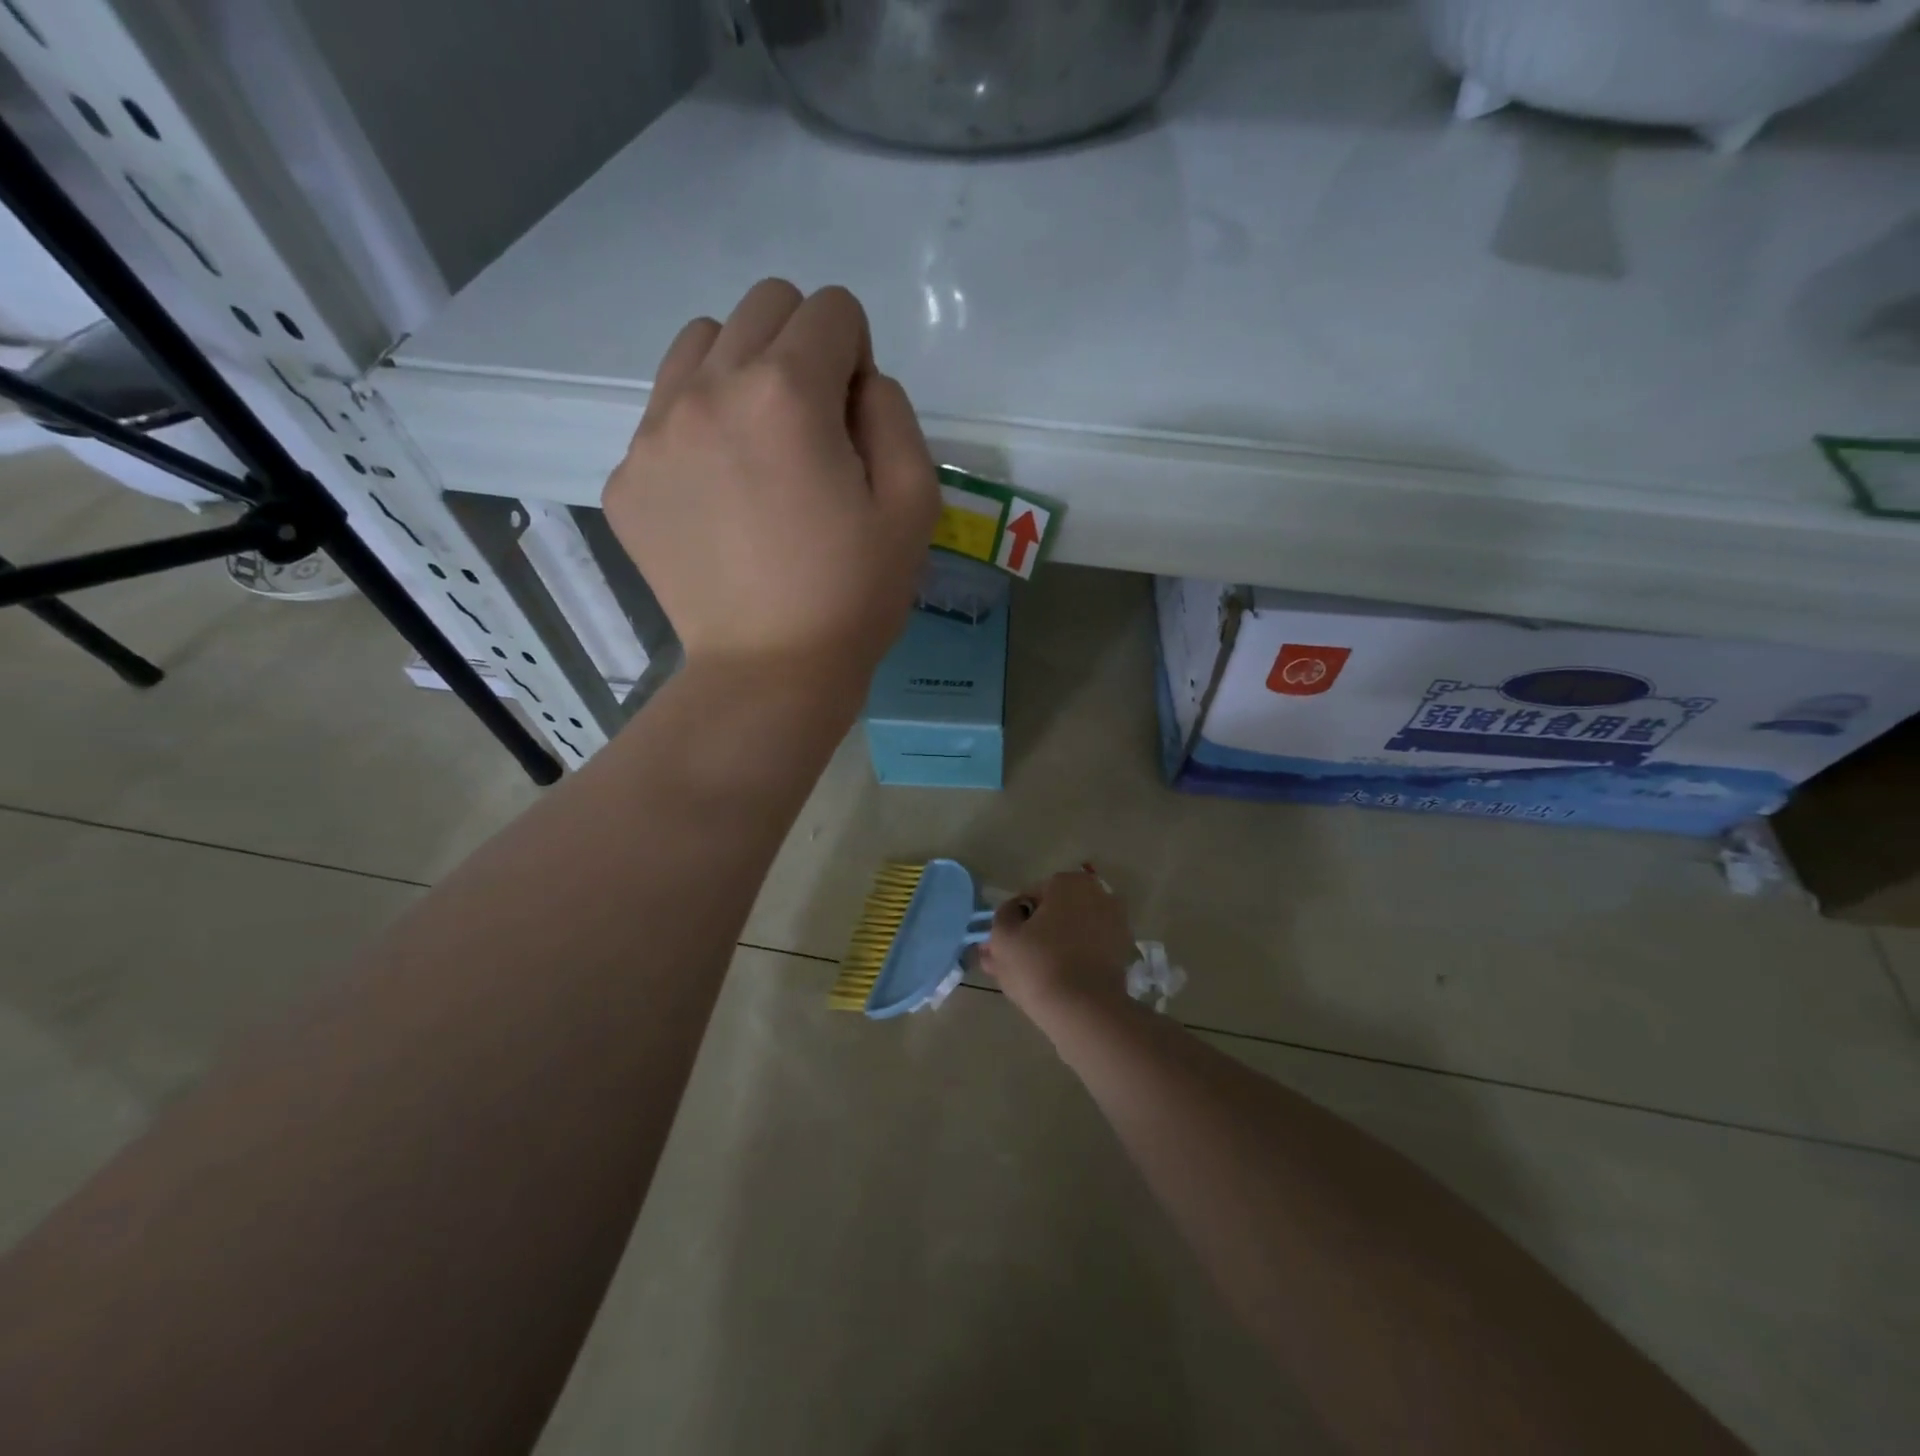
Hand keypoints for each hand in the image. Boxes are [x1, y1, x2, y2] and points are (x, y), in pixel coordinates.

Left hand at [603, 279, 940, 688]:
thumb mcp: (914, 504)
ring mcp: (654, 433)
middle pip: (762, 307)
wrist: (769, 673)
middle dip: (801, 349)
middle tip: (813, 430)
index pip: (830, 308)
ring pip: (700, 345)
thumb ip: (893, 413)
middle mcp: (708, 390)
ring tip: (760, 450)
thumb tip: (856, 381)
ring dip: (741, 374)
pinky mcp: (626, 478)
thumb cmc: (853, 596)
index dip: (858, 356)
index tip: (856, 422)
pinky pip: (664, 412)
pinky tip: (721, 499)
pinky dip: (699, 430)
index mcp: (786, 393)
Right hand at [979, 870, 1138, 1025]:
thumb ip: (1003, 916)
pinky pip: (1088, 952)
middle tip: (1012, 962)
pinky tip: (1054, 983)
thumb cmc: (1038, 963)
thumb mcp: (1003, 936)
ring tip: (1028, 978)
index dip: (1015, 921)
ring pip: (1071, 934)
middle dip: (1034, 934)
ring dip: (1052, 948)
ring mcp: (1115, 924)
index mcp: (1069, 883)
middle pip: (1055, 914)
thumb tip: (1013, 912)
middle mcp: (1097, 895)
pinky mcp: (1122, 953)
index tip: (1004, 944)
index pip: (1031, 896)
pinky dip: (1072, 961)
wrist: (1084, 1010)